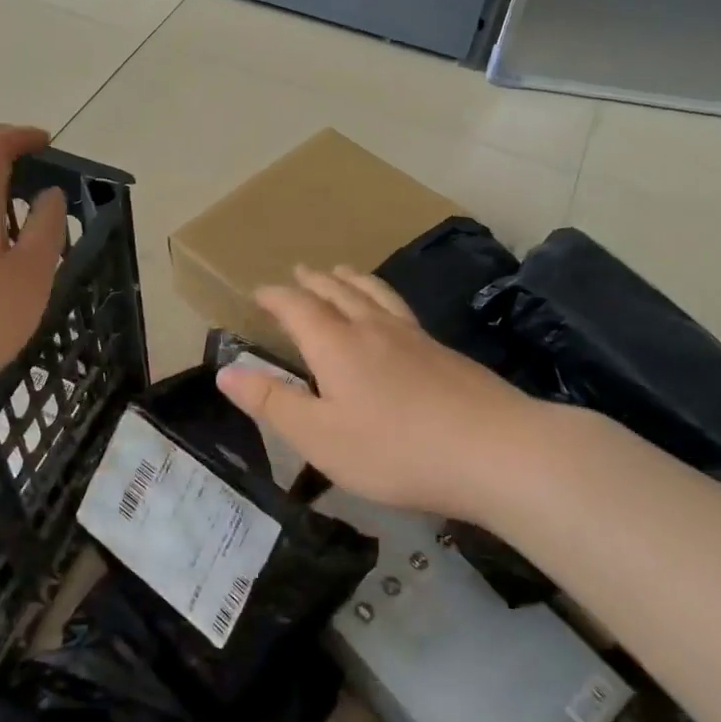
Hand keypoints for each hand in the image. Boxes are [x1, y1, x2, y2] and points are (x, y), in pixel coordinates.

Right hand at [216, 266, 542, 522]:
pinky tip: (392, 314)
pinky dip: (383, 298)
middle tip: (300, 271)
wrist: (495, 450)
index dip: (275, 296)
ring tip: (342, 272)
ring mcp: (414, 337)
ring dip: (352, 280)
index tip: (258, 291)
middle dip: (313, 281)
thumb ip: (272, 402)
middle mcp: (373, 329)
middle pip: (339, 292)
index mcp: (336, 345)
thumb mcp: (319, 437)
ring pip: (375, 294)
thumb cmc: (395, 450)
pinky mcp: (444, 352)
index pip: (297, 307)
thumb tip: (225, 371)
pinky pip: (401, 309)